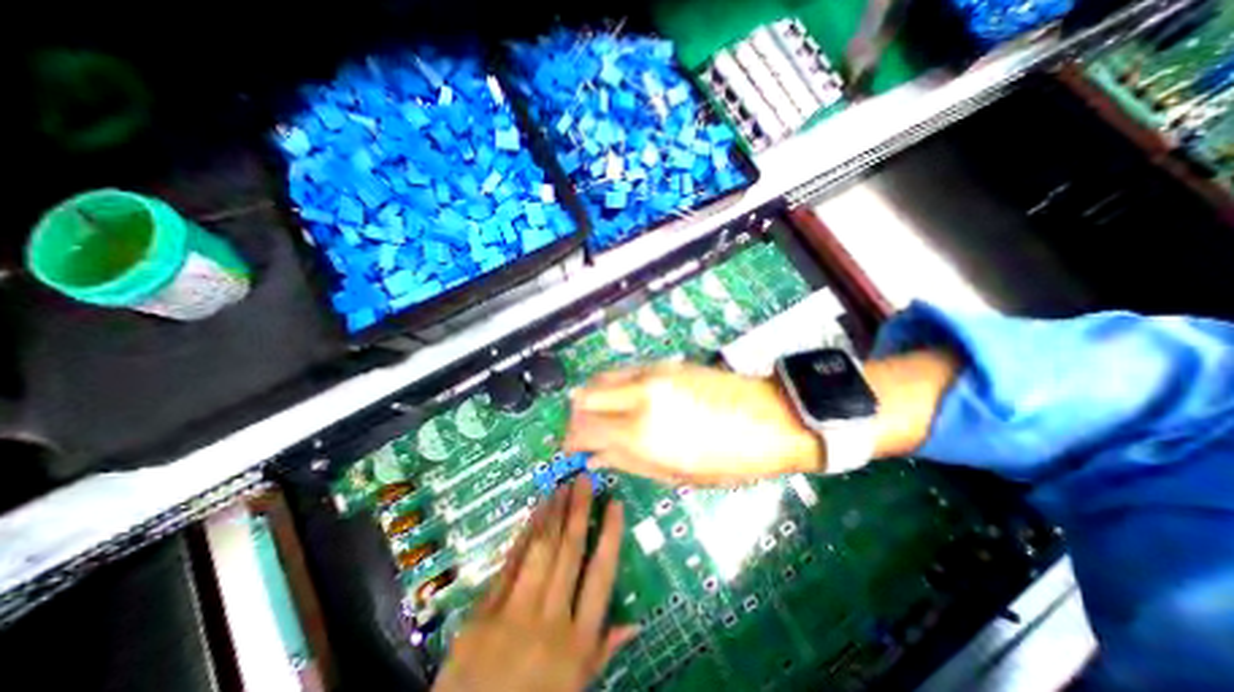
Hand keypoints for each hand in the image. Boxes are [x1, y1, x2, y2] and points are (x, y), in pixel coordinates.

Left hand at [431, 480, 636, 691]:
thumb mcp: (575, 688)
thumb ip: (602, 651)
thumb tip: (636, 623)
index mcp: (577, 642)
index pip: (601, 575)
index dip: (610, 535)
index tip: (615, 503)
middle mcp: (550, 620)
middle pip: (569, 552)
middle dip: (578, 510)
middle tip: (584, 480)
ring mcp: (513, 614)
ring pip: (540, 551)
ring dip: (552, 514)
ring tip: (561, 487)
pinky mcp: (483, 613)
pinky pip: (509, 564)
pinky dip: (523, 535)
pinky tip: (533, 513)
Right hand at [564, 360, 822, 482]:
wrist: (770, 417)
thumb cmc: (729, 459)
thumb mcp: (677, 473)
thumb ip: (628, 462)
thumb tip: (594, 458)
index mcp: (642, 431)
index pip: (583, 428)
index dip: (572, 441)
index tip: (574, 451)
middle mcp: (638, 394)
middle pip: (583, 396)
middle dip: (577, 417)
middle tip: (588, 435)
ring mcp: (650, 372)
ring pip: (600, 378)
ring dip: (593, 399)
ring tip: (606, 419)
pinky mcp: (663, 363)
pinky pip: (622, 371)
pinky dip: (612, 387)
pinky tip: (626, 403)